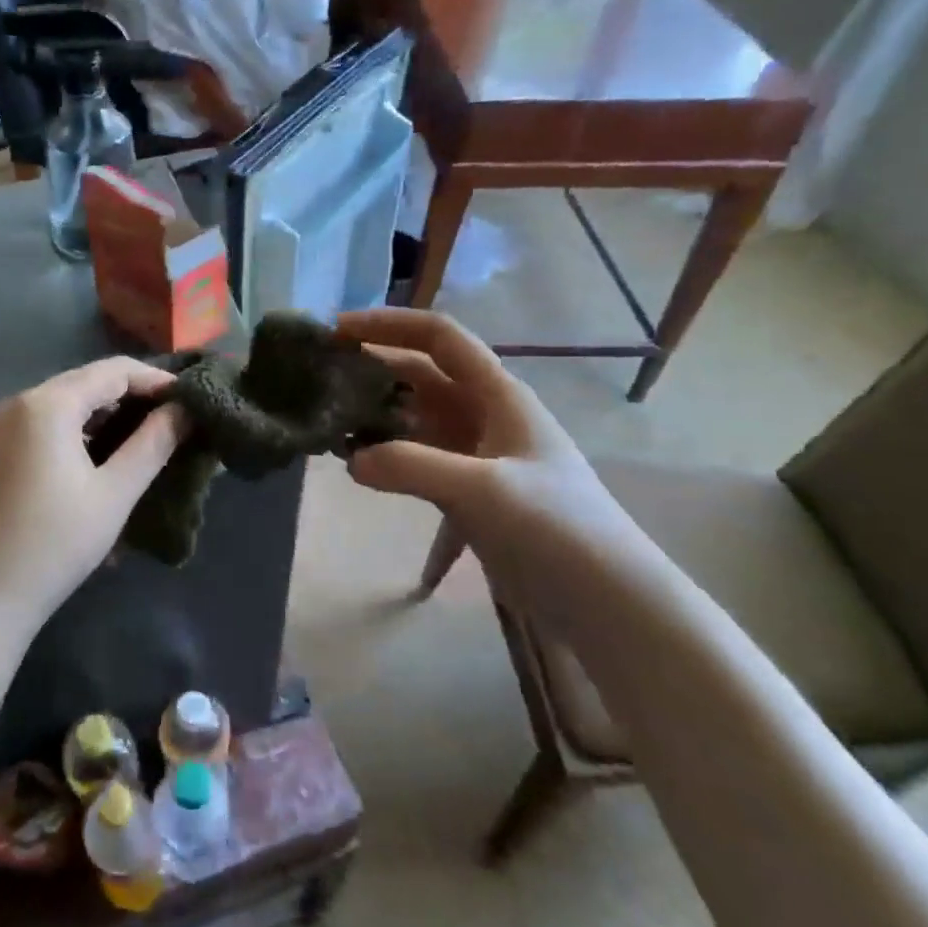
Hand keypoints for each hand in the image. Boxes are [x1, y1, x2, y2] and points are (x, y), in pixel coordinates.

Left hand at [0, 357, 185, 641]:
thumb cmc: (56, 543)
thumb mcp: (115, 493)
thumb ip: (153, 443)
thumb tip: (185, 410)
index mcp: (47, 404)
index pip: (113, 371)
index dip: (156, 380)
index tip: (190, 401)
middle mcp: (19, 402)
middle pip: (86, 382)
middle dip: (132, 396)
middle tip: (173, 420)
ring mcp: (1, 425)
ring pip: (65, 403)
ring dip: (106, 413)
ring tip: (145, 437)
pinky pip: (45, 423)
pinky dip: (78, 430)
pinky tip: (102, 454)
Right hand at [335, 309, 639, 573]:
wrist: (607, 602)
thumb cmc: (556, 530)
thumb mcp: (483, 490)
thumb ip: (412, 467)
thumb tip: (351, 459)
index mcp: (498, 396)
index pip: (438, 338)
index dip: (388, 325)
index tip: (336, 332)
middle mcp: (485, 417)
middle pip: (421, 378)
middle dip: (373, 372)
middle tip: (320, 383)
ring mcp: (478, 458)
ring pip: (417, 423)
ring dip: (377, 422)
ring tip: (330, 431)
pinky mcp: (472, 497)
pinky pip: (420, 469)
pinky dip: (393, 472)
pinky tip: (362, 485)